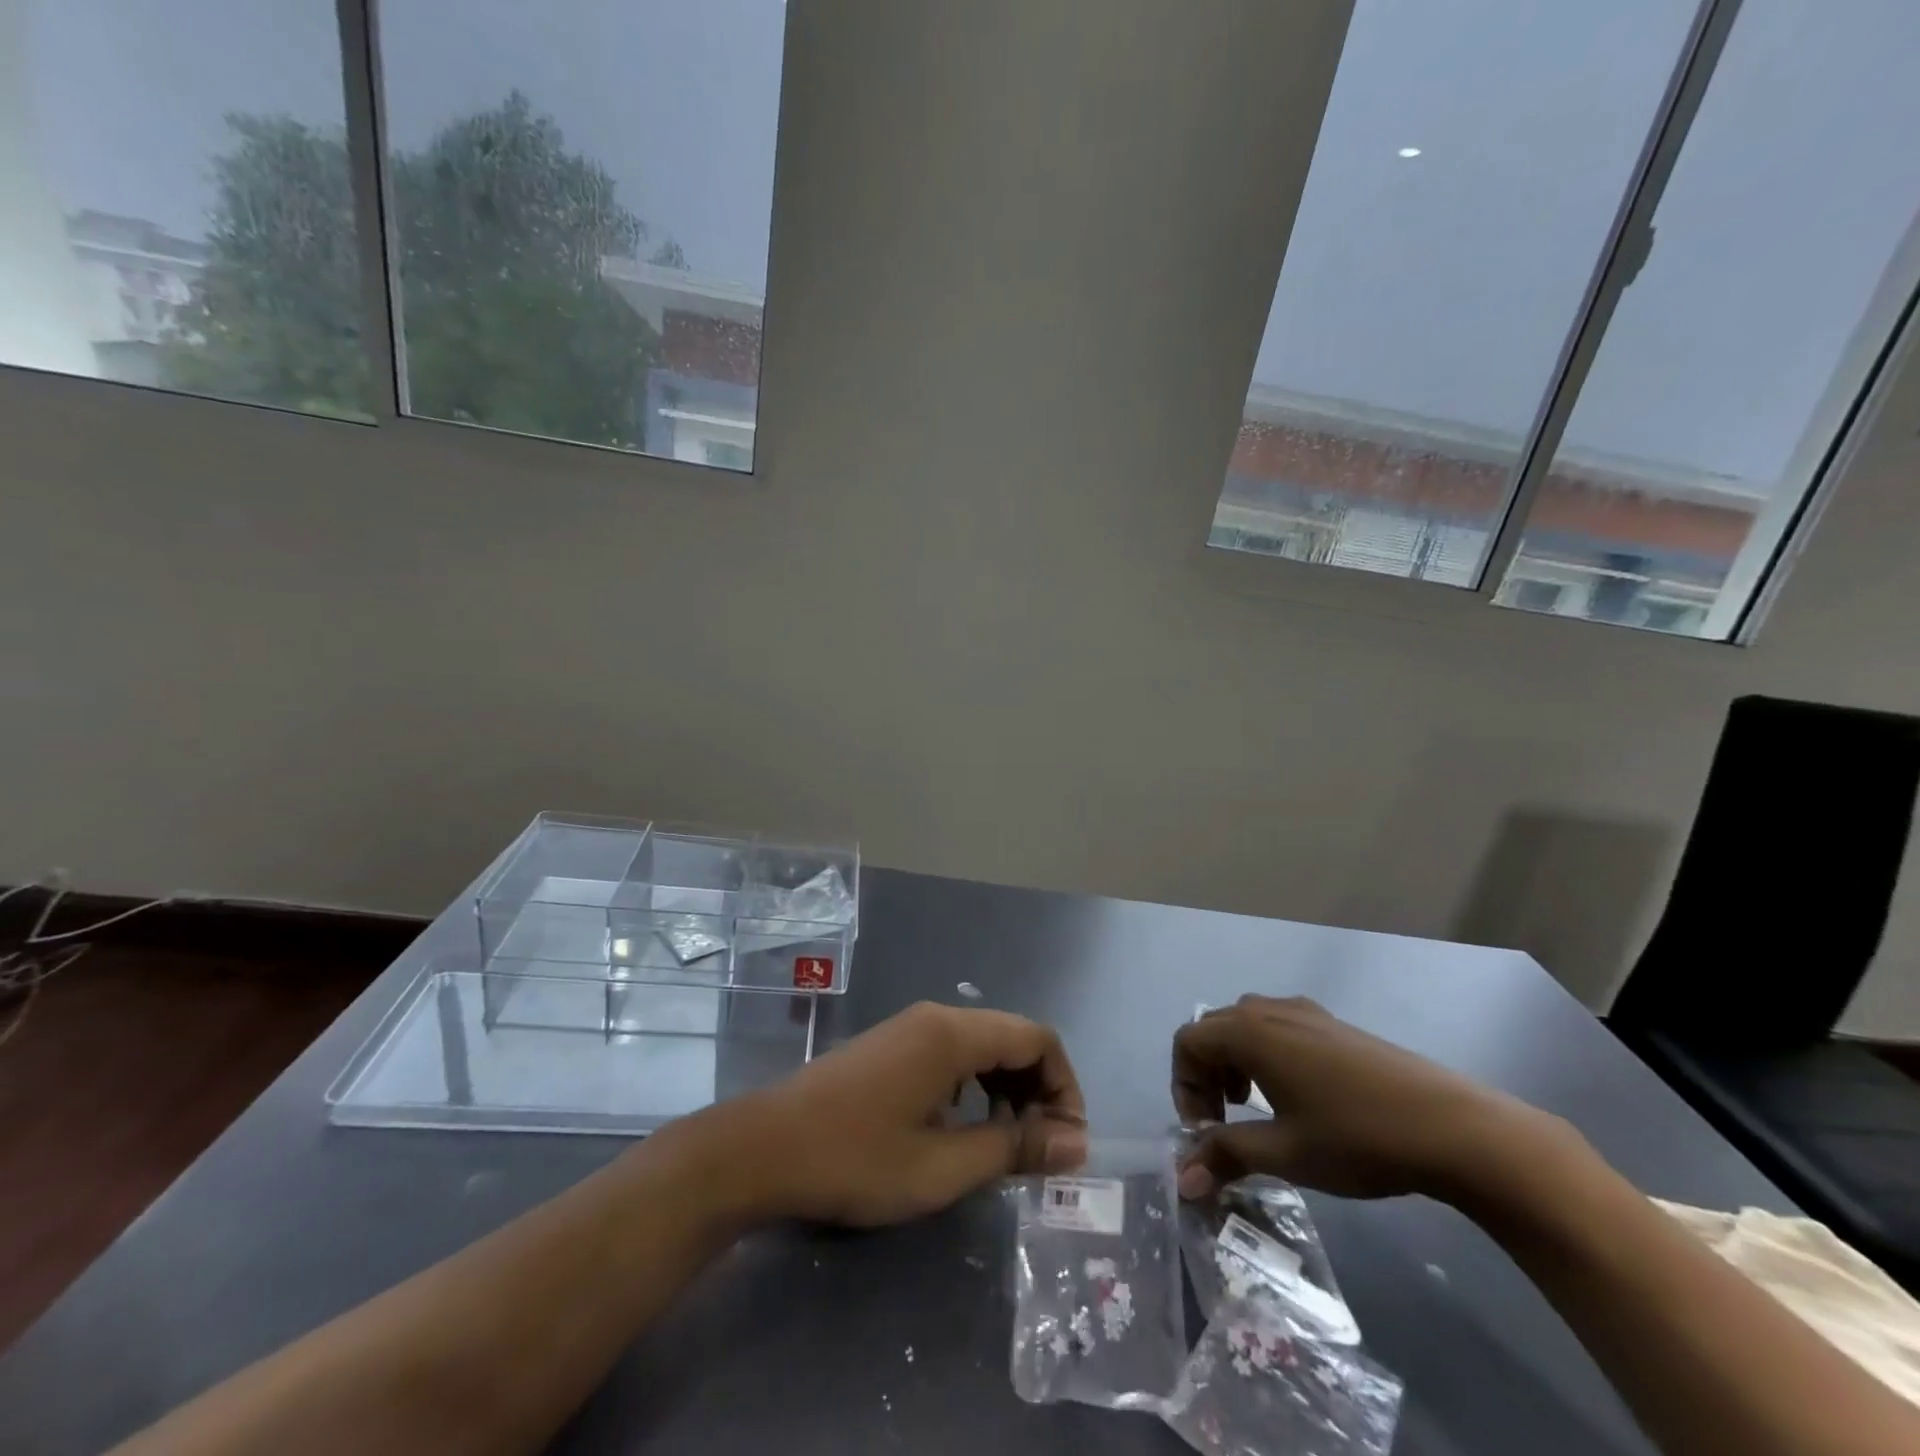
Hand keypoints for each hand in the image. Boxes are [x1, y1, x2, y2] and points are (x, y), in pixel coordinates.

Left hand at [738, 1001, 1088, 1226]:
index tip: (1067, 1143)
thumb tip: (1077, 1143)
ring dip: (1008, 1089)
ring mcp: (909, 1028)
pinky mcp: (891, 1045)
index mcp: (954, 1034)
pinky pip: (953, 1053)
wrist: (765, 1147)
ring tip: (1006, 1144)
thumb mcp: (942, 1166)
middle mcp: (936, 1017)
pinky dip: (976, 1085)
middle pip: (1012, 1037)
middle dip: (1038, 1089)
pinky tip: (963, 1126)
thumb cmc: (856, 1159)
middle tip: (1041, 1151)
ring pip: (982, 1045)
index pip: (1037, 1038)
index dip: (1064, 1086)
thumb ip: (1013, 1148)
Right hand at [1173, 995, 1549, 1202]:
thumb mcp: (1284, 1153)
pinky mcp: (1332, 1023)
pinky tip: (1297, 1097)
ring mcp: (1304, 1011)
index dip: (1183, 1086)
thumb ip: (1226, 1155)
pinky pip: (1277, 1028)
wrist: (1452, 1126)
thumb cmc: (1356, 1137)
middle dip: (1206, 1076)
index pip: (1187, 1042)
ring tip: (1256, 1108)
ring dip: (1234, 1063)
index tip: (1205, 1131)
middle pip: (1213, 1030)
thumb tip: (1182, 1180)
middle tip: (1223, 1123)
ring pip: (1245, 1026)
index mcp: (1248, 1032)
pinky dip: (1265, 1055)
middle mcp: (1268, 1009)